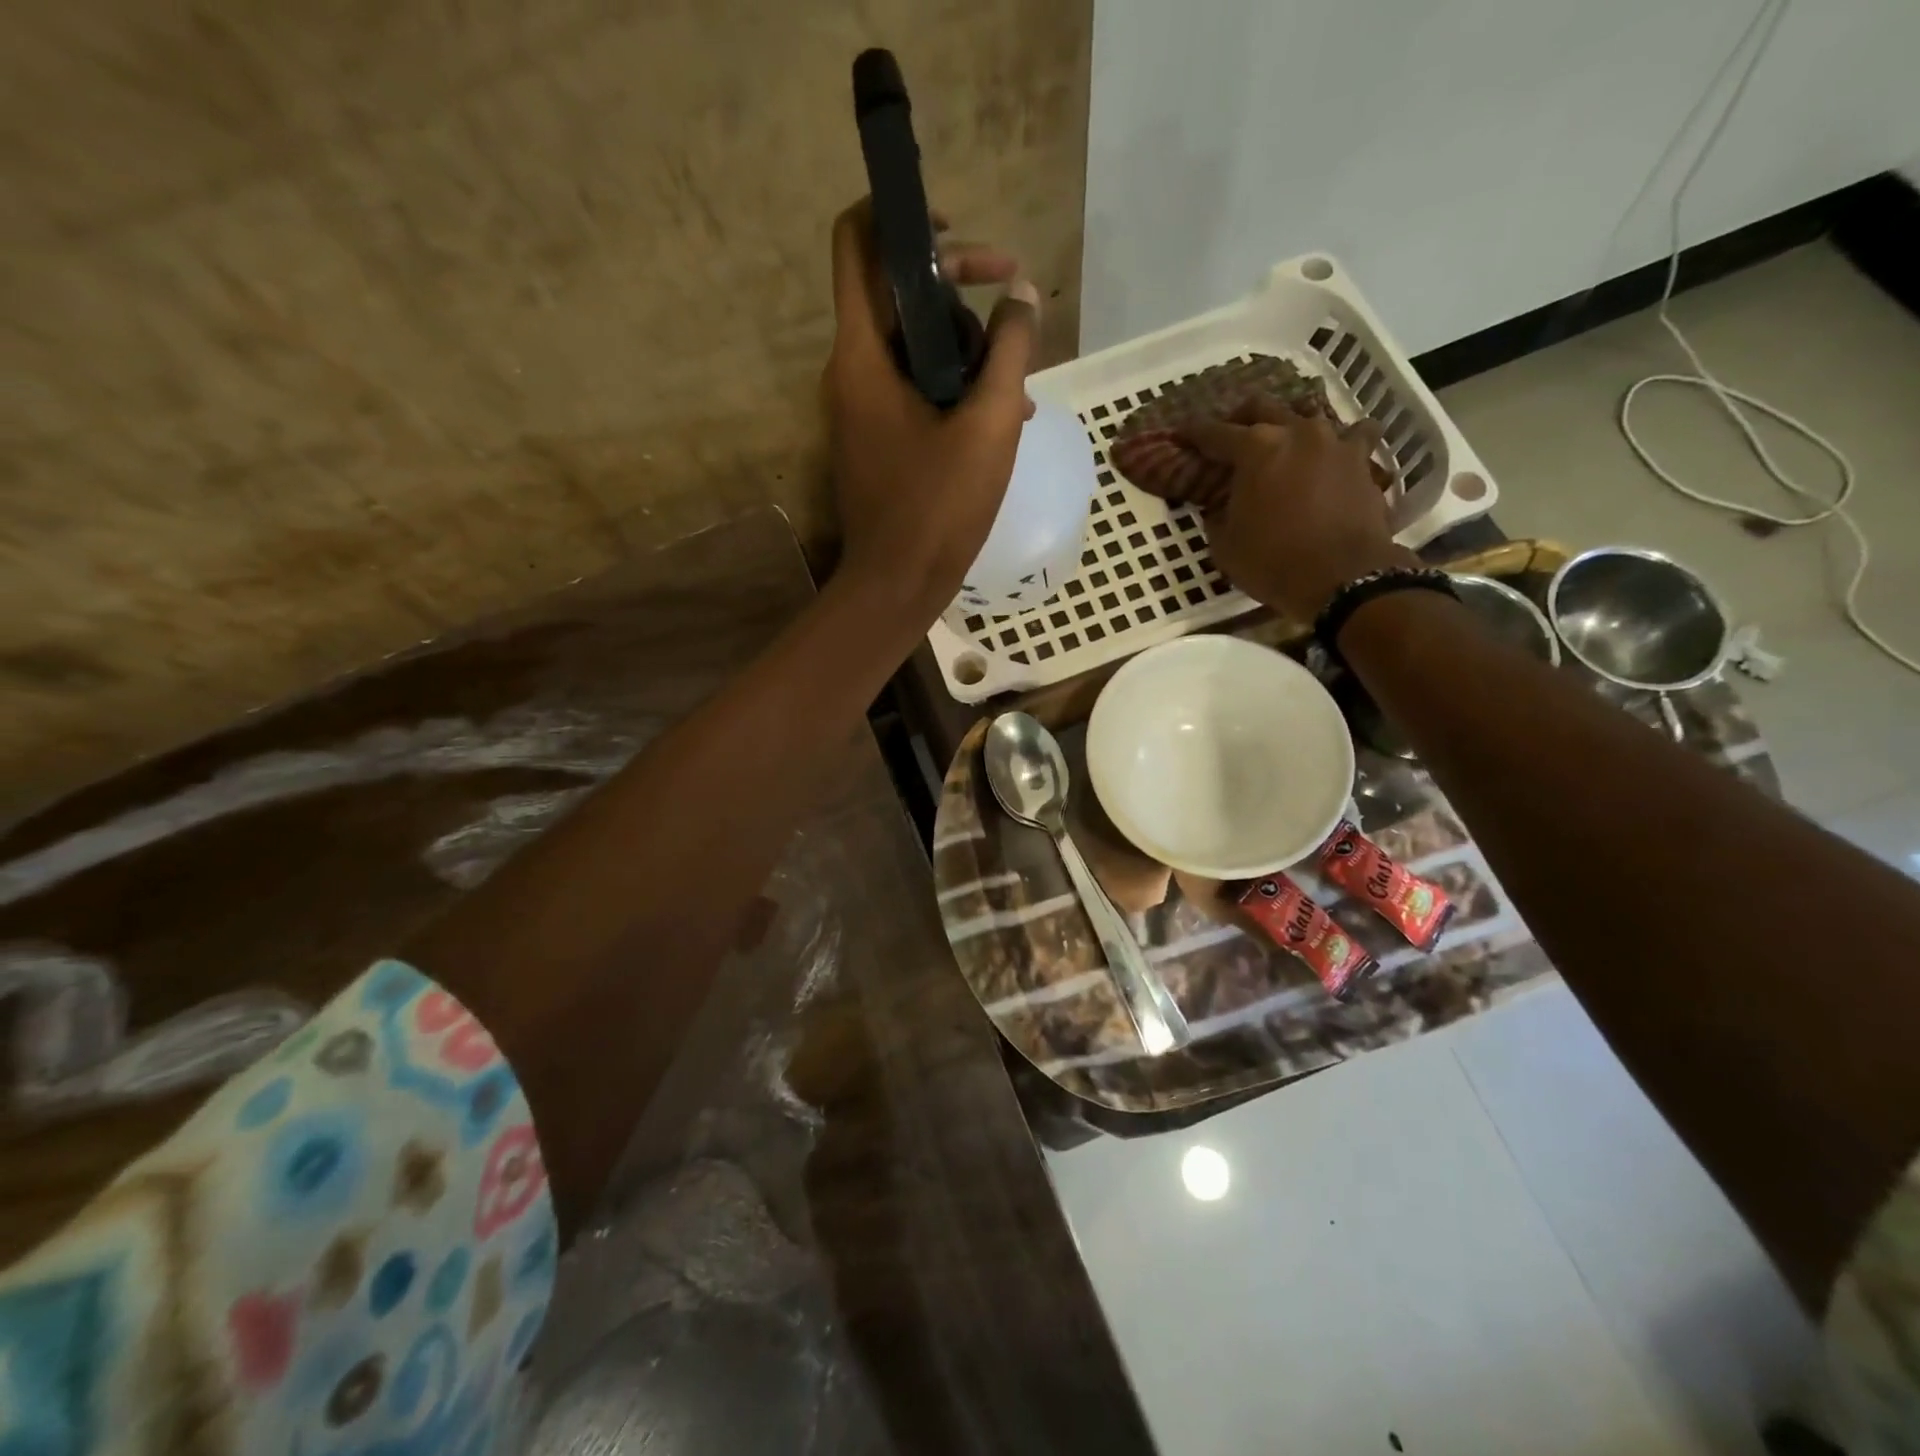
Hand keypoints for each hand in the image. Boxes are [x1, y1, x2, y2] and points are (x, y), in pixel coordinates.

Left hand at [824, 200, 1039, 615]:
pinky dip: (952, 387)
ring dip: (965, 347)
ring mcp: (861, 409)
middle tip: (1013, 302)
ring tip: (1018, 380)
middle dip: (956, 286)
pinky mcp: (876, 439)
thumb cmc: (939, 507)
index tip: (955, 230)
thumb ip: (1010, 351)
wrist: (897, 585)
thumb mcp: (988, 425)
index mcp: (862, 354)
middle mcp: (850, 371)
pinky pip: (912, 389)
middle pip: (894, 292)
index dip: (900, 215)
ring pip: (910, 346)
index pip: (858, 243)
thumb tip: (1023, 295)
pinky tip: (1000, 414)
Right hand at [1182, 409, 1415, 620]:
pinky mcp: (1363, 460)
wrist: (1343, 578)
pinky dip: (1340, 442)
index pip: (1215, 433)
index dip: (1194, 434)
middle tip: (1231, 436)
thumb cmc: (1272, 562)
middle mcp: (1296, 432)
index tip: (1182, 434)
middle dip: (1241, 418)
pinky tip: (1334, 457)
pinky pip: (1354, 435)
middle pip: (1262, 407)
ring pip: (1310, 414)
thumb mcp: (1225, 546)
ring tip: (1285, 444)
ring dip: (1292, 425)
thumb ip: (1217, 516)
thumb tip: (1218, 507)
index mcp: (1255, 449)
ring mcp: (1335, 442)